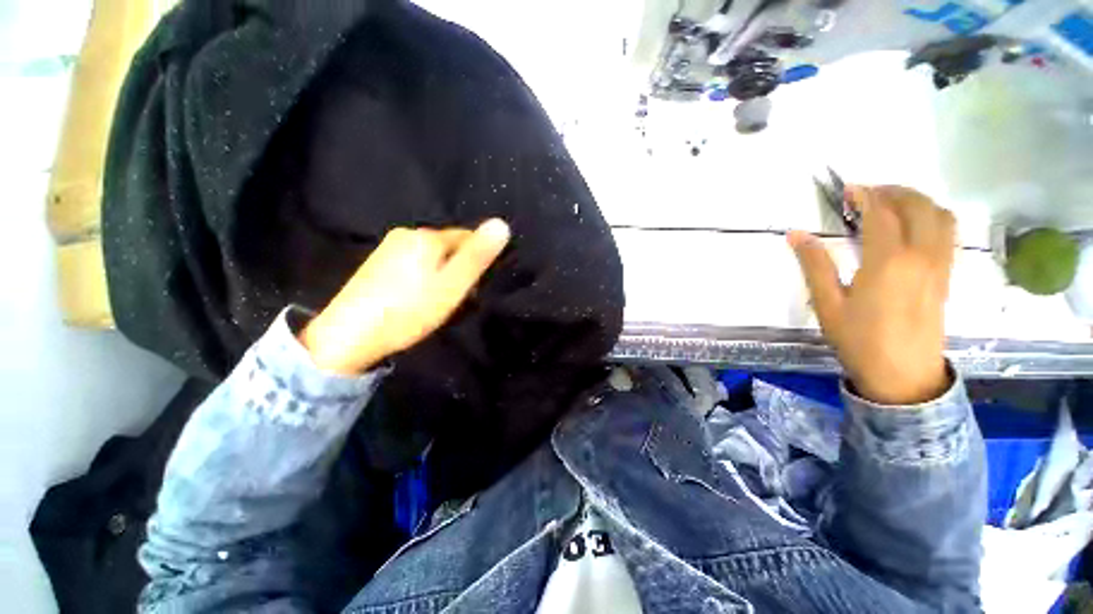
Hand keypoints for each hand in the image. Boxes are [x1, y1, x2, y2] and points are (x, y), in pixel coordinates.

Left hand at [300, 219, 510, 374]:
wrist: (350, 336)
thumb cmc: (409, 310)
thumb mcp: (452, 285)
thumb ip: (477, 256)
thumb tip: (501, 223)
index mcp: (426, 236)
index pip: (467, 236)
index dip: (478, 258)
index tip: (477, 284)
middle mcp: (406, 234)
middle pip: (449, 245)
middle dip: (460, 265)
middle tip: (460, 296)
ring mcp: (389, 247)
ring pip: (431, 255)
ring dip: (443, 272)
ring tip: (440, 299)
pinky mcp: (377, 263)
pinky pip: (414, 262)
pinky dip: (424, 275)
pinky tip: (418, 296)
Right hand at [788, 186, 955, 404]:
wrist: (903, 376)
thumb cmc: (859, 340)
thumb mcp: (828, 304)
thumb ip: (814, 265)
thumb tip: (795, 234)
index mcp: (889, 262)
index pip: (881, 213)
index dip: (864, 195)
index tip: (847, 189)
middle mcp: (921, 255)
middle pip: (917, 206)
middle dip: (893, 191)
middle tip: (867, 192)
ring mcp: (940, 265)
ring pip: (940, 215)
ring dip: (917, 200)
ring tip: (891, 202)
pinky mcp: (946, 275)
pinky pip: (947, 233)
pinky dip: (931, 216)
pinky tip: (912, 225)